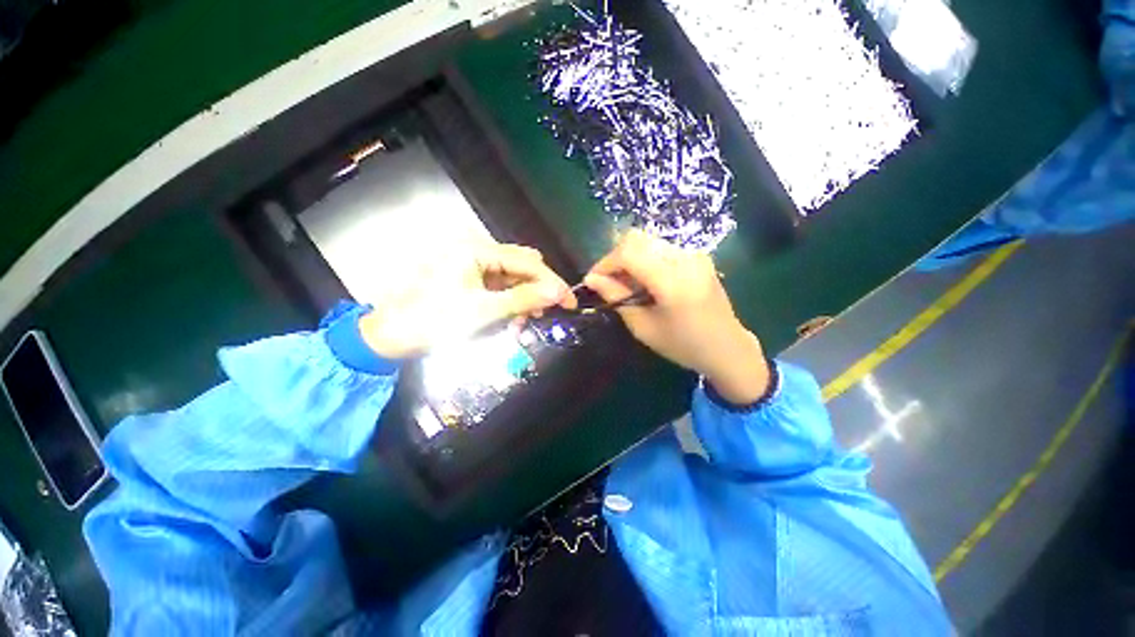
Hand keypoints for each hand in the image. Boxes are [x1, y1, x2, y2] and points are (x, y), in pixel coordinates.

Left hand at [358, 244, 576, 358]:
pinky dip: (508, 304)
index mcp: (477, 250)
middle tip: (540, 317)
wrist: (390, 337)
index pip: (528, 262)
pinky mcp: (468, 279)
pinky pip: (499, 288)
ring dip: (521, 302)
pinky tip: (508, 321)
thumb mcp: (483, 311)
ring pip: (512, 280)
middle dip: (535, 293)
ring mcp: (472, 265)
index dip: (551, 282)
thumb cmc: (434, 321)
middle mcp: (477, 251)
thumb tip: (559, 293)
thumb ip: (523, 299)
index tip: (569, 303)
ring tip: (519, 326)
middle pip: (521, 268)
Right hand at [585, 230, 769, 403]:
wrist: (728, 348)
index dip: (605, 263)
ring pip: (648, 242)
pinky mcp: (698, 256)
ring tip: (625, 284)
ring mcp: (694, 254)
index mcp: (673, 281)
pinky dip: (645, 259)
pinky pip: (661, 248)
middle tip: (608, 282)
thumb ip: (617, 298)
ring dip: (629, 258)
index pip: (628, 252)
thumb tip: (591, 280)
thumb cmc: (683, 345)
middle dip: (615, 258)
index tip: (593, 280)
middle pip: (637, 239)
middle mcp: (686, 259)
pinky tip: (644, 281)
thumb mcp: (643, 327)